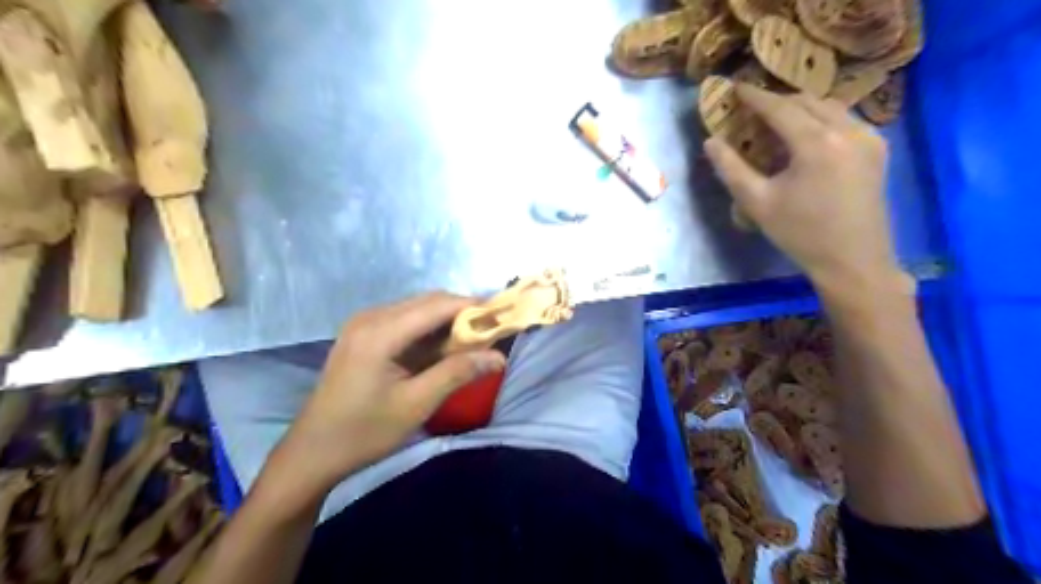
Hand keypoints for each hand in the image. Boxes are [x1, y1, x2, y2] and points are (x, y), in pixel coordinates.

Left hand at [276, 292, 503, 492]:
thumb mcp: (416, 404)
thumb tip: (499, 357)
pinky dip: (429, 330)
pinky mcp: (363, 335)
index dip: (473, 306)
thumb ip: (457, 373)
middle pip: (427, 301)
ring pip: (417, 309)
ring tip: (473, 341)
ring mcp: (364, 324)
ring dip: (447, 321)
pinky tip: (442, 348)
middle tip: (491, 332)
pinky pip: (405, 321)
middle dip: (462, 312)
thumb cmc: (364, 432)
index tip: (502, 316)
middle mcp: (371, 317)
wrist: (312, 452)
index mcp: (380, 332)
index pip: (437, 305)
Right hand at [704, 82, 907, 296]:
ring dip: (801, 109)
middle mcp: (847, 130)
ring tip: (777, 121)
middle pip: (807, 101)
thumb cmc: (800, 233)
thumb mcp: (757, 203)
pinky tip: (807, 138)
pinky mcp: (877, 150)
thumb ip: (731, 169)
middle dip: (778, 100)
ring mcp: (868, 138)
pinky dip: (821, 120)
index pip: (780, 107)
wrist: (853, 260)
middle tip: (753, 107)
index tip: (736, 88)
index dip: (755, 96)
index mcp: (816, 143)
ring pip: (829, 108)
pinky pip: (845, 121)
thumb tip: (710, 142)